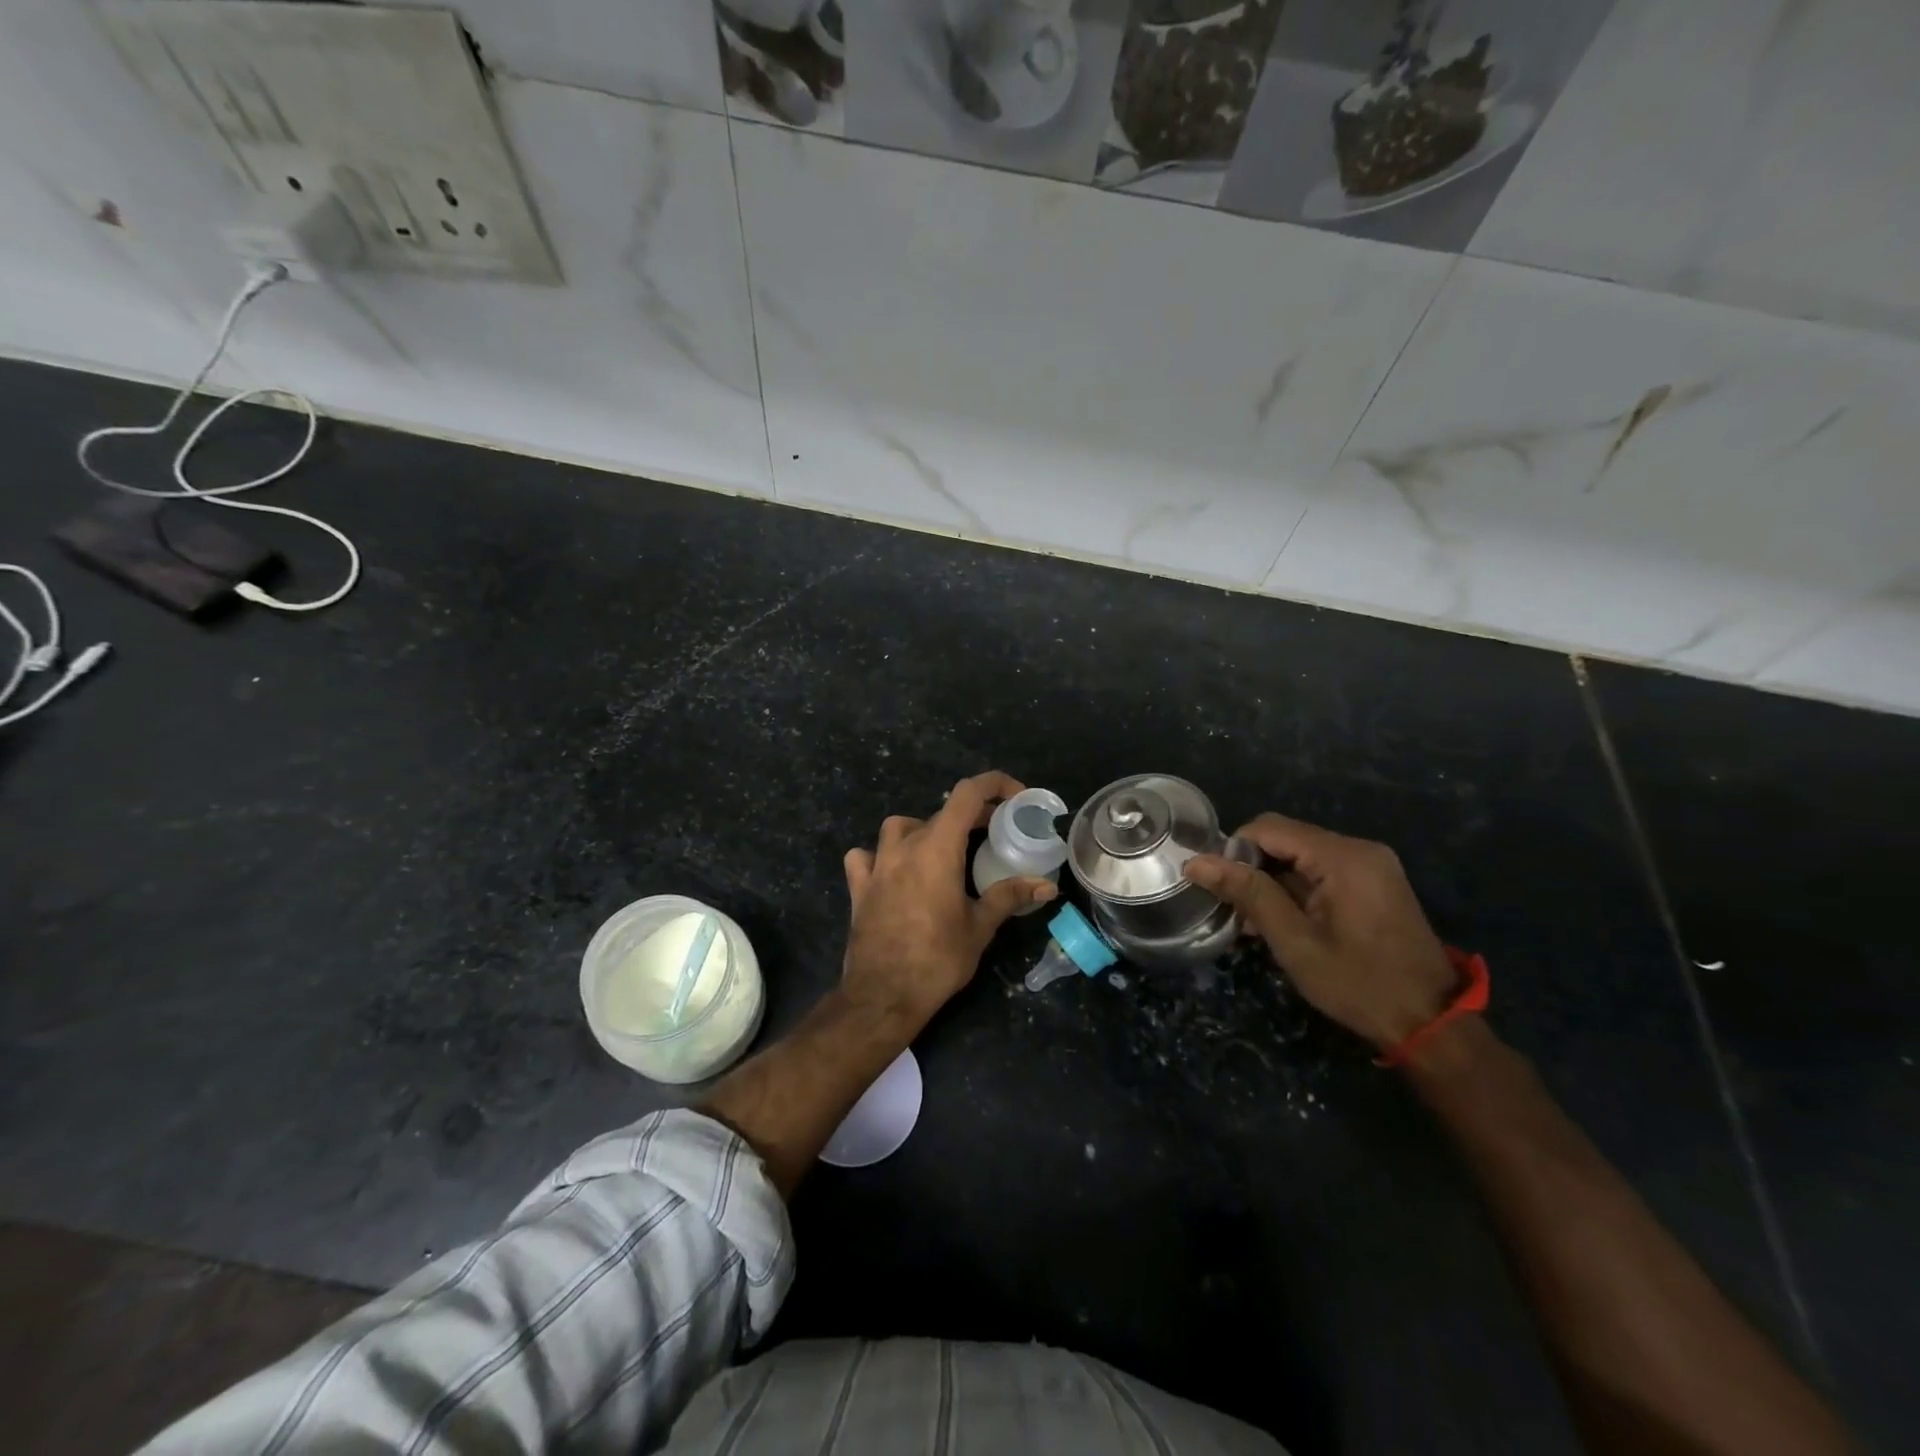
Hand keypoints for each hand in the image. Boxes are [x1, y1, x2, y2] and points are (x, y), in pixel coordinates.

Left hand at [841, 771, 1056, 1023]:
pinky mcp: (859, 887)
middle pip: (940, 813)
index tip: (1016, 798)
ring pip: (899, 827)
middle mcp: (904, 846)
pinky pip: (865, 857)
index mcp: (938, 848)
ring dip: (924, 830)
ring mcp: (877, 865)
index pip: (967, 795)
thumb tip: (1047, 885)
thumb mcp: (980, 927)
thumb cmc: (937, 958)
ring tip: (942, 851)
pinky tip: (892, 872)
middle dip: (971, 817)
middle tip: (993, 834)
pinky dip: (880, 856)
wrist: (883, 995)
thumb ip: (1010, 896)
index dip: (995, 785)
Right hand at [1185, 814, 1458, 1050]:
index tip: (1218, 888)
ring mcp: (1372, 864)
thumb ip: (1247, 893)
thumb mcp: (1294, 941)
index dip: (1234, 851)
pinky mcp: (1375, 882)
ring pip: (1301, 855)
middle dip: (1252, 868)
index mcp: (1342, 856)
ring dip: (1272, 882)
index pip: (1267, 828)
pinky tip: (1284, 922)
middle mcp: (1359, 848)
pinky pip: (1322, 870)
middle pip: (1285, 839)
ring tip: (1254, 923)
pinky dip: (1296, 889)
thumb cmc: (1358, 983)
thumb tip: (1196, 862)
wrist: (1431, 1024)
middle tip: (1234, 910)